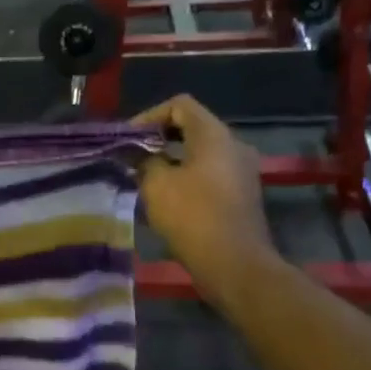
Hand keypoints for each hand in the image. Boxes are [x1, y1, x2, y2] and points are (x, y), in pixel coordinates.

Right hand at [134, 96, 275, 304]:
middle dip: (159, 137)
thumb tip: (139, 153)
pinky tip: (168, 195)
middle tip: (133, 155)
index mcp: (214, 135)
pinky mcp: (242, 193)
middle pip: (192, 126)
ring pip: (201, 151)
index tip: (128, 139)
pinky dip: (187, 174)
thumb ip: (144, 160)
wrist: (235, 264)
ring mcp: (242, 170)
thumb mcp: (156, 184)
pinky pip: (210, 171)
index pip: (180, 105)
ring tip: (145, 175)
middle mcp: (233, 145)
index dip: (149, 116)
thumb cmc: (193, 216)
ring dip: (172, 158)